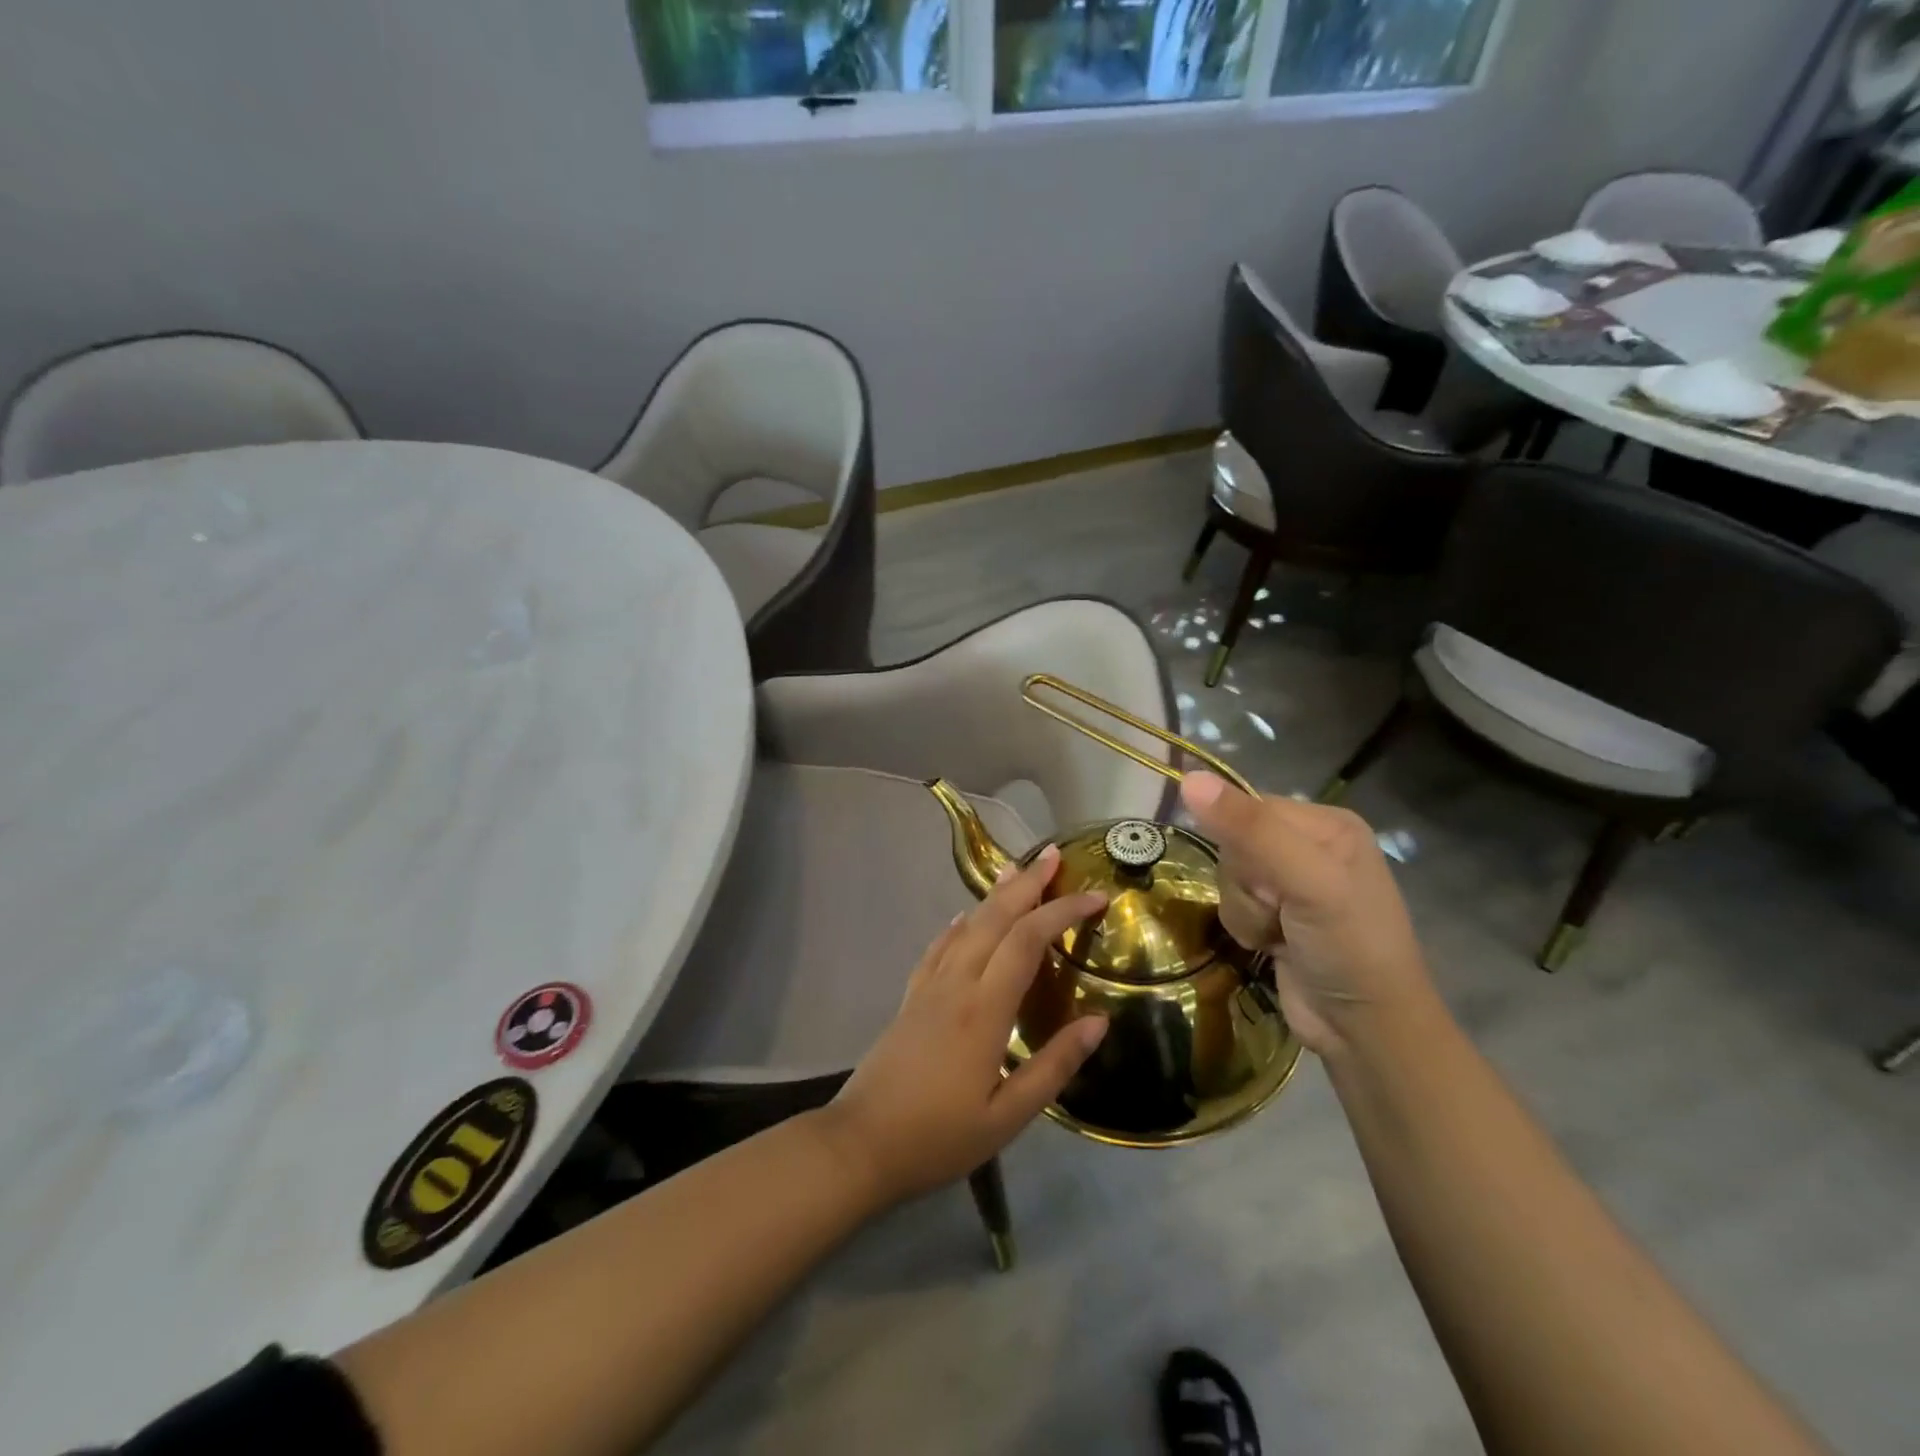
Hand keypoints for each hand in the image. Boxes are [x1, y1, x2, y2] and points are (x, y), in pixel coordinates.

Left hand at [823, 845, 1109, 1203]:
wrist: (861, 1144)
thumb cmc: (939, 1137)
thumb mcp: (1008, 1117)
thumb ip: (1054, 1065)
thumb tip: (1099, 1022)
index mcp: (984, 1010)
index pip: (1027, 941)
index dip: (1062, 912)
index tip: (1095, 896)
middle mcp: (956, 984)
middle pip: (995, 919)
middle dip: (1027, 885)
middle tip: (1053, 856)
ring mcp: (929, 988)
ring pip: (966, 927)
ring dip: (994, 896)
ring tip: (1016, 871)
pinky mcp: (911, 998)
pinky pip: (939, 948)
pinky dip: (958, 926)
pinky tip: (962, 919)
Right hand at [1180, 772, 1435, 1057]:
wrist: (1364, 1031)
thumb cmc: (1349, 946)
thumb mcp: (1306, 881)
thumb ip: (1249, 830)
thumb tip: (1189, 779)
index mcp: (1326, 823)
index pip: (1249, 808)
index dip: (1244, 845)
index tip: (1271, 881)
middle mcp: (1307, 846)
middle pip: (1233, 844)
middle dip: (1247, 885)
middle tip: (1281, 912)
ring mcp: (1290, 884)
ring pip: (1226, 877)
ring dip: (1244, 912)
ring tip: (1279, 934)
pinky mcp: (1274, 916)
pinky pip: (1231, 905)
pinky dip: (1244, 928)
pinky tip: (1272, 946)